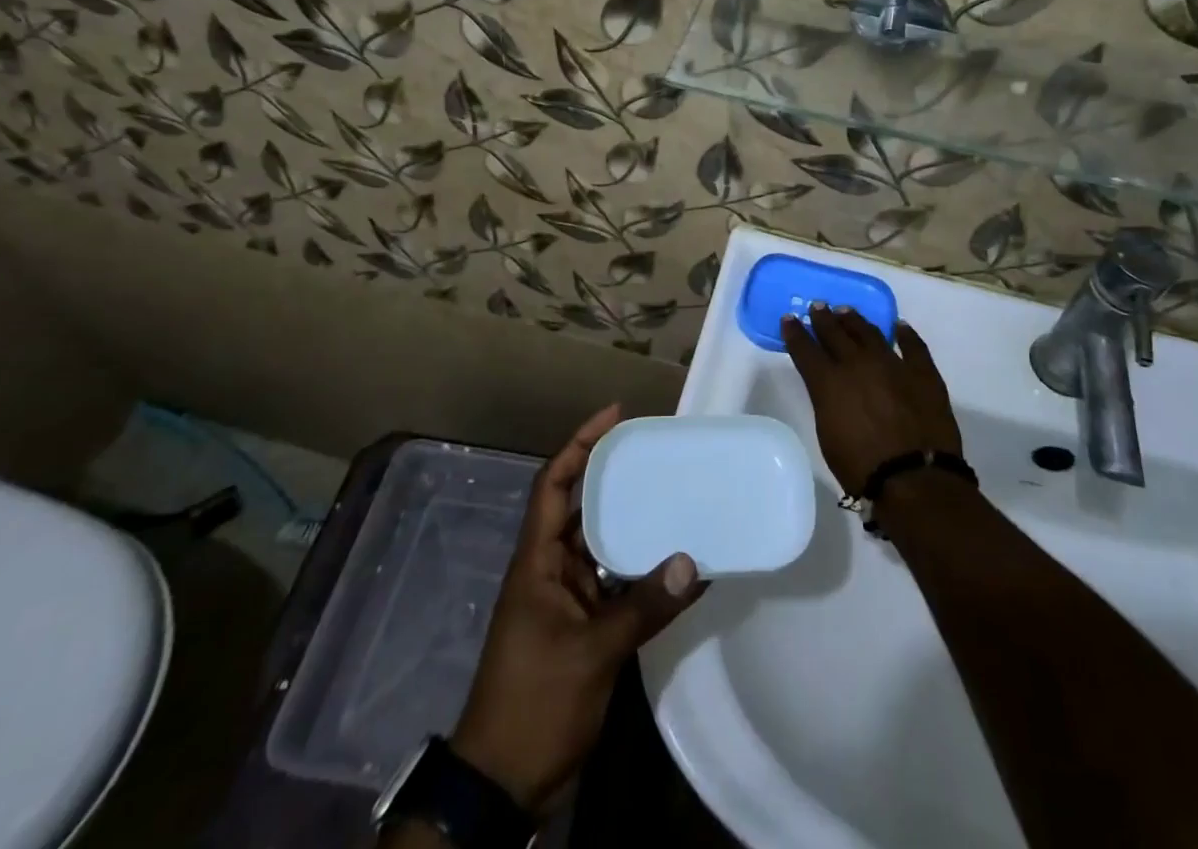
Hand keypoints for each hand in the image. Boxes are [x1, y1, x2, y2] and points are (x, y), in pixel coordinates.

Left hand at [450, 405, 705, 814]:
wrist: (503, 782)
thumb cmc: (534, 702)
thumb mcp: (591, 652)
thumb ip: (642, 607)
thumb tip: (693, 562)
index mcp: (537, 561)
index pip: (553, 484)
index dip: (579, 444)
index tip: (614, 415)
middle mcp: (551, 570)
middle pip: (584, 509)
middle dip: (617, 480)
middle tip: (660, 455)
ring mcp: (566, 601)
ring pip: (604, 548)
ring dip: (636, 529)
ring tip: (679, 500)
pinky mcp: (583, 629)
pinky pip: (617, 587)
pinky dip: (644, 577)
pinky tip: (680, 570)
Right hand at [780, 305, 963, 497]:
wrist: (914, 479)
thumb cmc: (862, 468)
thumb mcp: (828, 435)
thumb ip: (826, 402)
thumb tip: (829, 389)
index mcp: (829, 382)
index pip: (805, 349)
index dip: (795, 333)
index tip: (789, 319)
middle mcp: (858, 364)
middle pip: (836, 333)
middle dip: (823, 319)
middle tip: (817, 306)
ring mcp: (893, 364)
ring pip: (870, 332)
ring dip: (855, 320)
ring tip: (846, 311)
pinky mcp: (923, 373)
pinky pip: (913, 346)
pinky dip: (905, 334)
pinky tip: (900, 326)